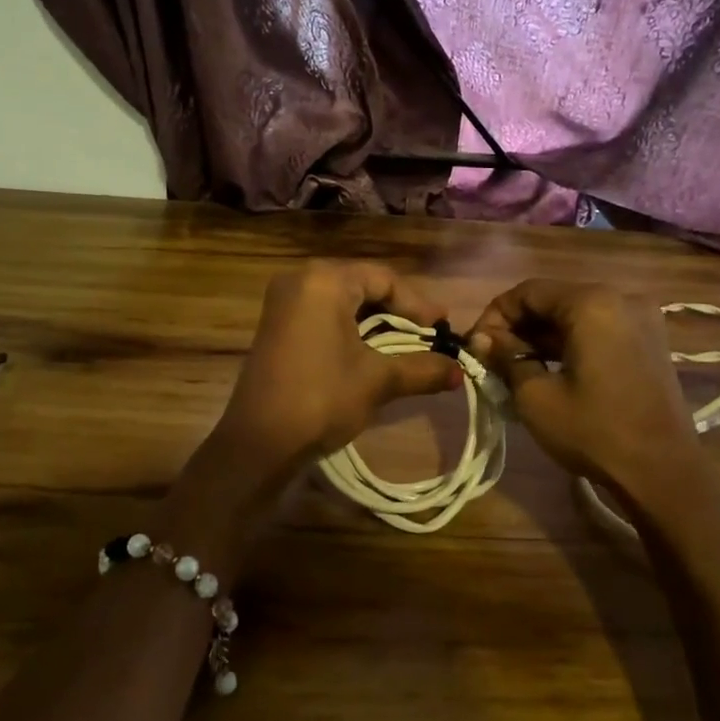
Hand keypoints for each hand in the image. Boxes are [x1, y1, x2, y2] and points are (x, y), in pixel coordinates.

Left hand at [217, 262, 462, 465]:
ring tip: (407, 345)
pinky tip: (371, 352)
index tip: (444, 328)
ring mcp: (283, 303)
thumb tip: (460, 372)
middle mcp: (300, 280)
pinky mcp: (276, 326)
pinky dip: (351, 329)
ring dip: (376, 322)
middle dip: (399, 311)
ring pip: (343, 302)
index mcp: (324, 280)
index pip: (383, 278)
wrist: (259, 442)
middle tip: (430, 334)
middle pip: (363, 285)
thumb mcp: (378, 380)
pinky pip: (323, 315)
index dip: (418, 304)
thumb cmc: (322, 398)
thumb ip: (422, 369)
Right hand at [470, 279, 700, 486]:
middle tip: (492, 358)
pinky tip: (550, 369)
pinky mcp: (650, 341)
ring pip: (575, 315)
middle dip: (518, 326)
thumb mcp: (535, 396)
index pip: (527, 292)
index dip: (494, 316)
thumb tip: (482, 339)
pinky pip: (598, 329)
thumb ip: (506, 357)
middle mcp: (620, 298)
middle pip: (553, 300)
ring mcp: (641, 319)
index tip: (476, 347)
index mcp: (591, 302)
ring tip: (516, 367)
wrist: (663, 473)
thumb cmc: (594, 430)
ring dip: (542, 336)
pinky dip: (570, 343)